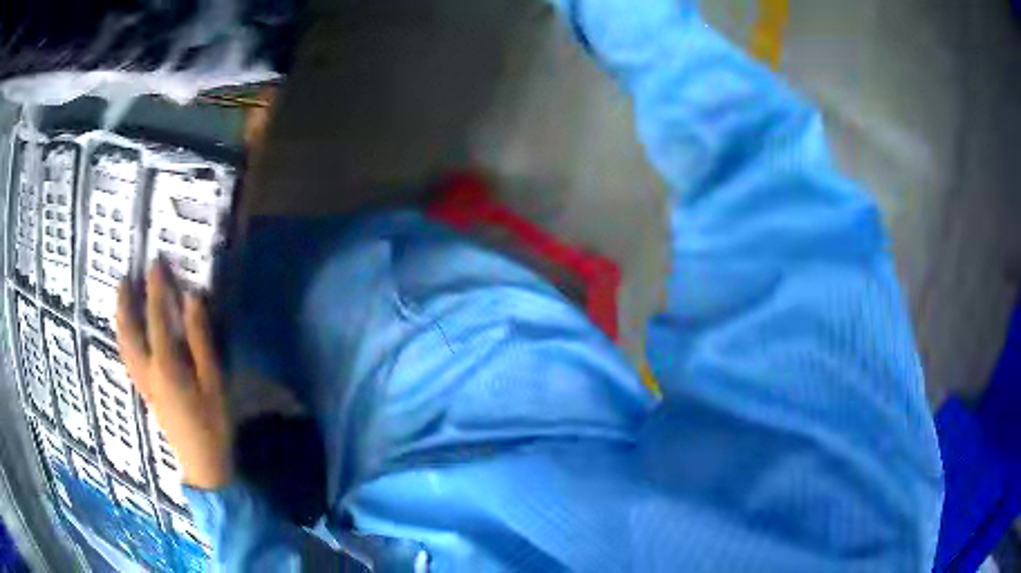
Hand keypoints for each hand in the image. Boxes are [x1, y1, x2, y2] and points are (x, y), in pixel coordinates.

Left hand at [116, 261, 232, 489]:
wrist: (203, 463)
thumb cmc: (213, 422)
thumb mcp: (214, 380)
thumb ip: (201, 339)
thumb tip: (192, 299)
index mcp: (166, 365)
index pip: (156, 317)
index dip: (156, 289)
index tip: (155, 263)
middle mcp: (147, 370)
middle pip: (128, 331)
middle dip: (125, 303)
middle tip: (125, 278)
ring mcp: (143, 383)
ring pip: (123, 345)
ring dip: (120, 319)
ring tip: (121, 300)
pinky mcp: (145, 392)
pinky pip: (127, 357)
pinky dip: (123, 338)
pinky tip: (126, 334)